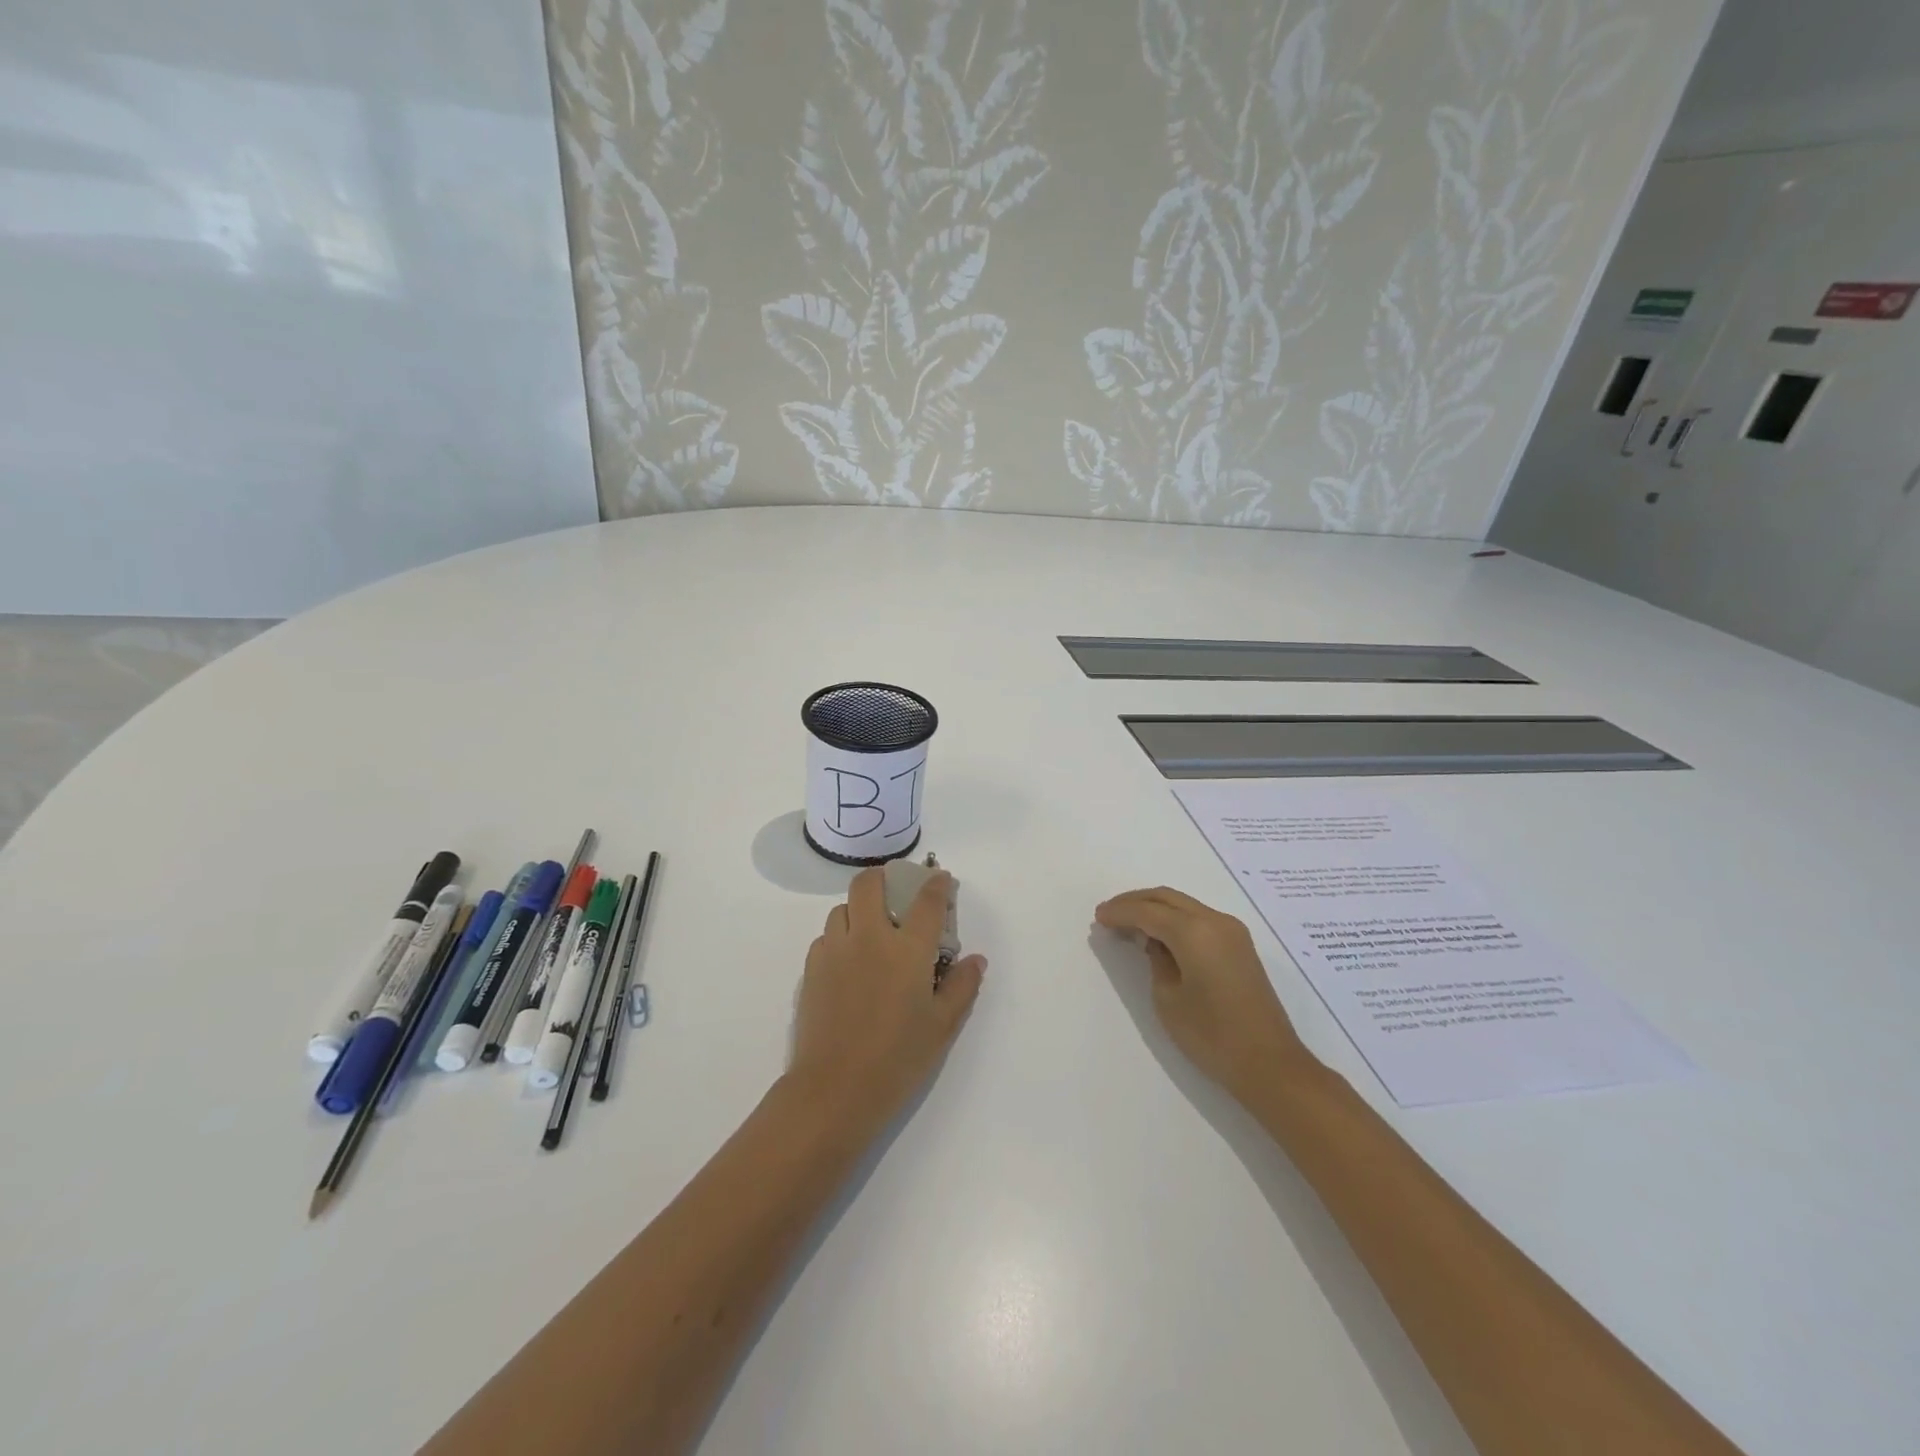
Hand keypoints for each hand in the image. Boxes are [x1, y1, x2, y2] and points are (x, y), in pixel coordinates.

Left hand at [788, 868, 985, 1125]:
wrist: (835, 1089)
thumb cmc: (898, 1058)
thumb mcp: (943, 1026)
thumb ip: (962, 986)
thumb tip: (975, 960)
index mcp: (907, 949)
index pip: (926, 901)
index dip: (936, 884)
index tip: (940, 879)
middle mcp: (869, 938)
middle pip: (869, 884)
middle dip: (884, 878)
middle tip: (896, 893)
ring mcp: (835, 950)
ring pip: (842, 908)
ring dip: (859, 910)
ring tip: (871, 932)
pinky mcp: (811, 969)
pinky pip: (825, 937)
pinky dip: (840, 938)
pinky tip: (848, 962)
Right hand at [1096, 887, 1312, 1099]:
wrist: (1269, 1064)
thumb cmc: (1211, 1035)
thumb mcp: (1168, 998)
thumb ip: (1156, 960)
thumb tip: (1153, 942)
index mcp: (1194, 932)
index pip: (1148, 911)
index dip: (1120, 912)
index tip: (1098, 917)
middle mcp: (1215, 921)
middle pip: (1167, 898)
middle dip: (1135, 902)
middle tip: (1108, 913)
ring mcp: (1232, 932)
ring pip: (1184, 906)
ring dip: (1155, 909)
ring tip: (1128, 923)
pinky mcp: (1240, 946)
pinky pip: (1199, 919)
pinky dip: (1174, 920)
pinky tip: (1158, 935)